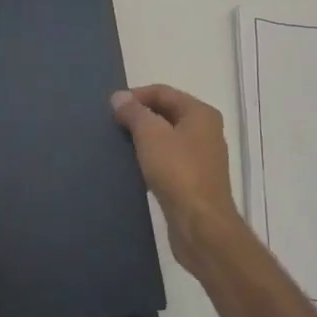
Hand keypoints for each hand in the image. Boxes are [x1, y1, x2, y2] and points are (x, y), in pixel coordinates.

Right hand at [111, 85, 248, 268]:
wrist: (201, 225)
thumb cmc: (178, 172)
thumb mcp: (151, 135)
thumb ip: (134, 112)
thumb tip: (119, 97)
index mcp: (200, 113)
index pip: (163, 92)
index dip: (135, 96)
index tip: (111, 108)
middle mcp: (206, 131)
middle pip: (166, 113)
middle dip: (139, 117)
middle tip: (112, 125)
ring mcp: (202, 157)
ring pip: (167, 137)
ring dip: (144, 138)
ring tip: (119, 145)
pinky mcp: (195, 180)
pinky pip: (169, 159)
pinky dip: (151, 158)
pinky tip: (134, 167)